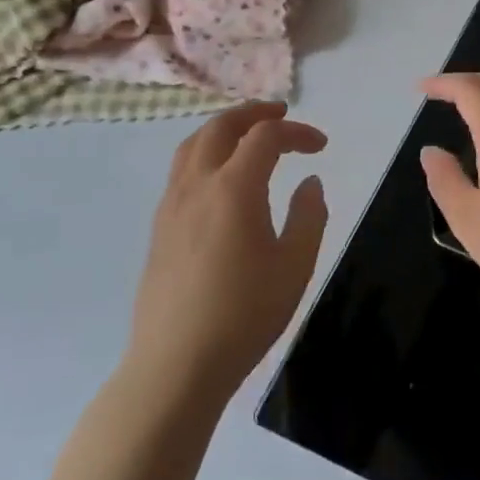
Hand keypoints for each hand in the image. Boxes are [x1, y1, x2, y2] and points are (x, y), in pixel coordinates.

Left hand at [120, 103, 328, 419]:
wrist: (175, 366)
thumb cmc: (244, 314)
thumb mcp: (296, 265)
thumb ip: (309, 215)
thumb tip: (309, 183)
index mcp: (233, 189)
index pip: (266, 136)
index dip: (297, 132)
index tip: (321, 147)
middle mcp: (197, 186)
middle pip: (220, 127)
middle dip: (253, 113)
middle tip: (281, 113)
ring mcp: (171, 207)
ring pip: (192, 145)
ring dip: (224, 129)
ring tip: (248, 135)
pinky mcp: (159, 229)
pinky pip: (181, 170)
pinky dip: (206, 153)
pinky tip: (221, 177)